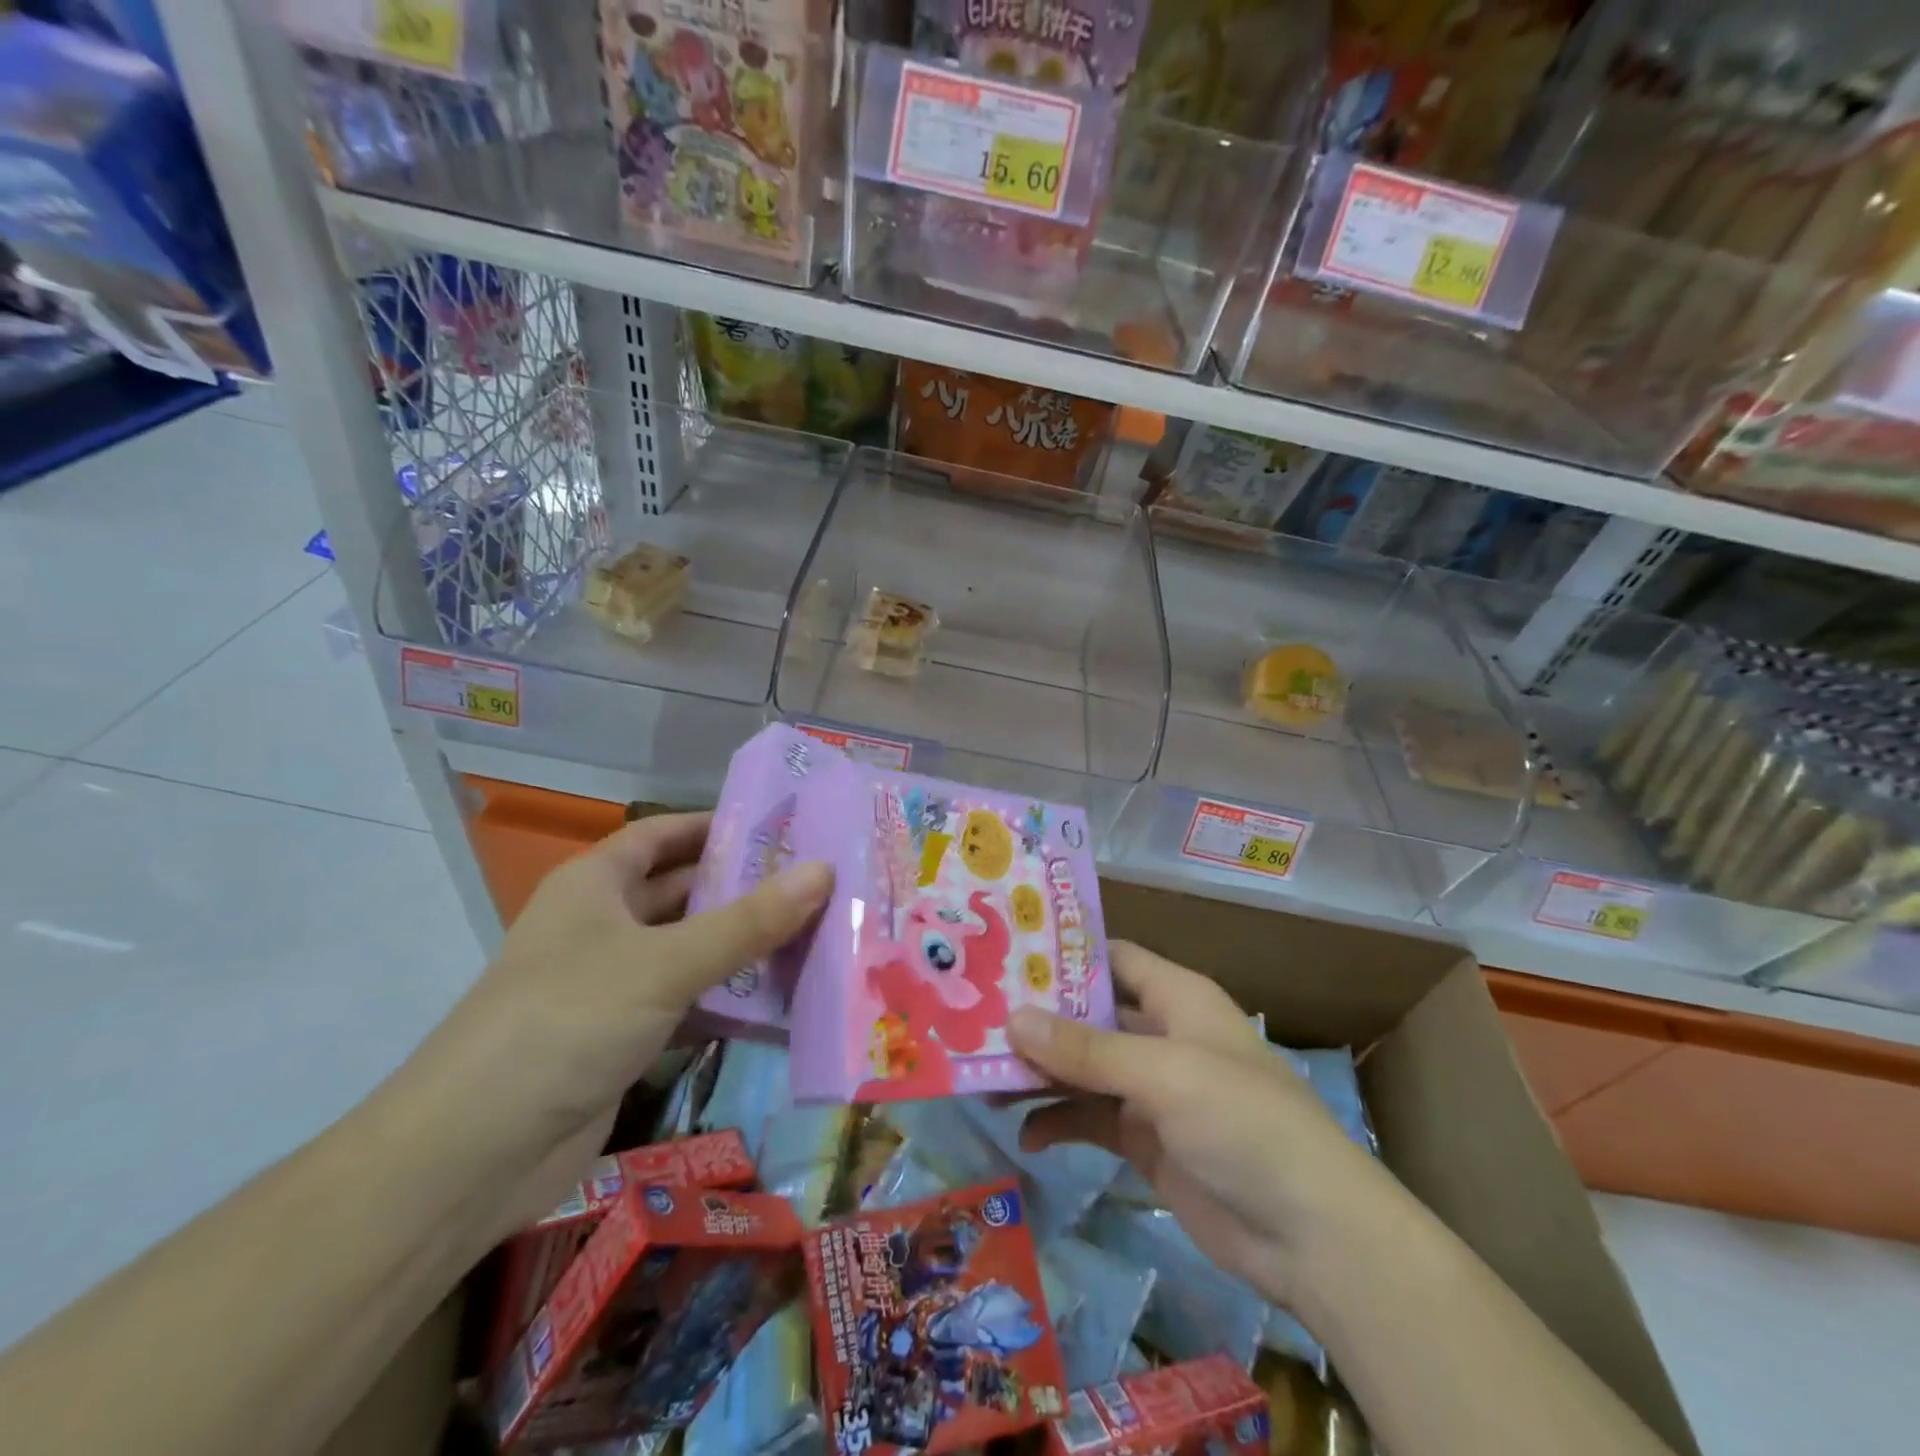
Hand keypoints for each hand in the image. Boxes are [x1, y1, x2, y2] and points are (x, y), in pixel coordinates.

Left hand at [410, 813, 830, 1231]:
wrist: (471, 1157)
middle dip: (744, 887)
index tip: (783, 825)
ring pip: (690, 951)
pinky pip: (688, 1003)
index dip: (716, 825)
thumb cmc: (566, 1023)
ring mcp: (612, 985)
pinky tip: (783, 1001)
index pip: (663, 834)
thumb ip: (748, 921)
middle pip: (683, 892)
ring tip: (817, 934)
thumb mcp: (664, 963)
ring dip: (744, 947)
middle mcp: (602, 926)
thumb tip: (825, 871)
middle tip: (818, 882)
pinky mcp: (623, 1038)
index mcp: (596, 885)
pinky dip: (728, 1000)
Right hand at [1008, 942, 1385, 1308]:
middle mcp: (1161, 1035)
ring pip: (1083, 1069)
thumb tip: (1013, 1019)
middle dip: (1038, 1019)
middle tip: (976, 1019)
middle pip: (1088, 1015)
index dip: (1063, 955)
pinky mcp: (1145, 1140)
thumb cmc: (1244, 1123)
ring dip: (1039, 1074)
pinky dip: (1058, 1123)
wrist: (1309, 1236)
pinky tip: (1024, 1135)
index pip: (1112, 958)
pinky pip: (1090, 1119)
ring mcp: (1152, 1090)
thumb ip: (1087, 1050)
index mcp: (1177, 998)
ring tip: (984, 1080)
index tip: (1005, 955)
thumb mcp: (1164, 1074)